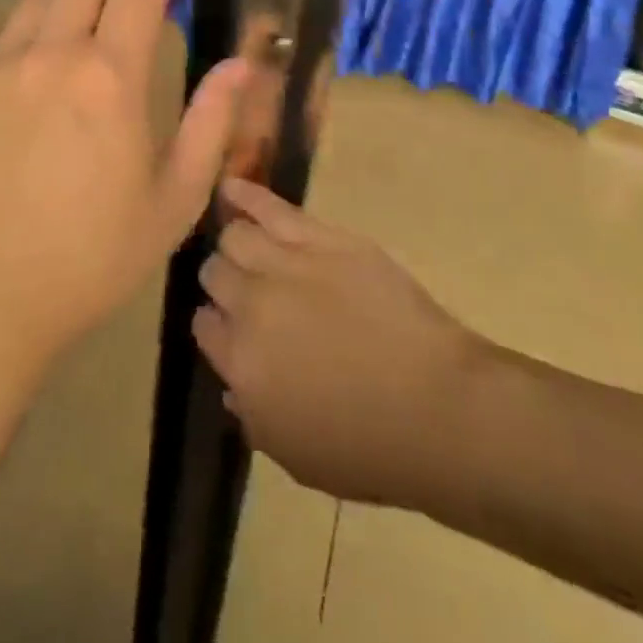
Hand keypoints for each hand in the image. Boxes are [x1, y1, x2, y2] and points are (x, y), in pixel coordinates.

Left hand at [0, 0, 247, 363]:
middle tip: (137, 13)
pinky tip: (42, 79)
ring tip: (88, 39)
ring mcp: (0, 67)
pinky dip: (35, 34)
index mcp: (109, 76)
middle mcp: (52, 53)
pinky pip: (6, 36)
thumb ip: (212, 122)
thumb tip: (241, 64)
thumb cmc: (92, 258)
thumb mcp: (174, 199)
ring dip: (74, 1)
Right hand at [193, 178, 485, 509]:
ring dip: (236, 243)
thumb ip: (252, 414)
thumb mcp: (295, 455)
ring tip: (245, 245)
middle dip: (224, 282)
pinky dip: (245, 195)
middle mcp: (251, 306)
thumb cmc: (369, 447)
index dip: (216, 325)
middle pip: (215, 274)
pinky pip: (270, 208)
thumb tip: (233, 382)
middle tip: (246, 291)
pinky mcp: (320, 239)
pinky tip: (230, 187)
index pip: (203, 325)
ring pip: (236, 236)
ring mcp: (285, 266)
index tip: (230, 329)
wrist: (439, 408)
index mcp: (240, 364)